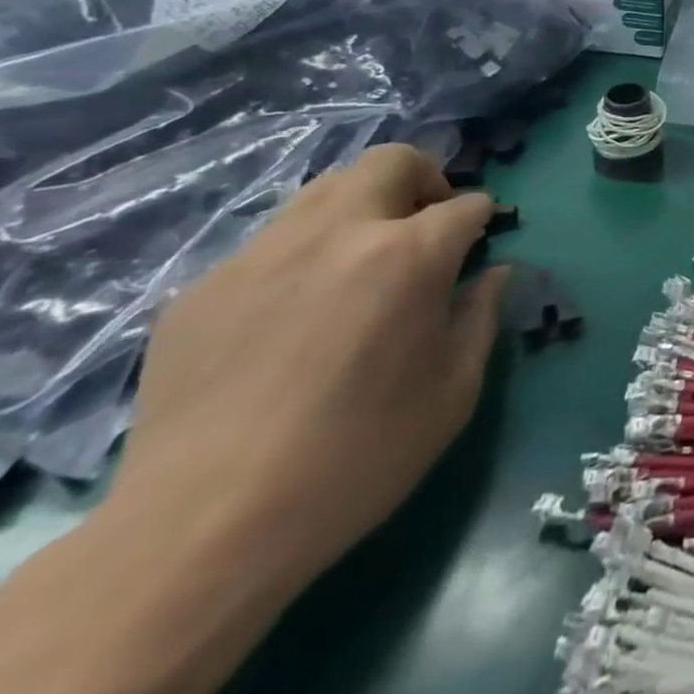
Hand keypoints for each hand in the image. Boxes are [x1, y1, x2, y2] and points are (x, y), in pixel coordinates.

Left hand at [106, 143, 506, 593]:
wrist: (201, 533)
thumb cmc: (357, 459)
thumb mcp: (454, 392)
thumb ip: (481, 317)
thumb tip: (492, 274)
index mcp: (408, 255)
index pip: (466, 204)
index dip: (481, 221)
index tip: (478, 246)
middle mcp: (337, 234)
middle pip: (391, 161)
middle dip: (424, 179)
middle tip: (425, 226)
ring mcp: (260, 255)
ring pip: (325, 189)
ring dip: (361, 208)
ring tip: (359, 263)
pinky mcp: (201, 289)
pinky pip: (268, 245)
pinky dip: (301, 257)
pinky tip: (292, 318)